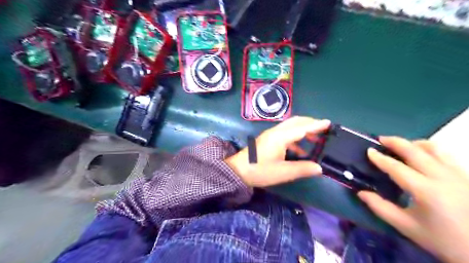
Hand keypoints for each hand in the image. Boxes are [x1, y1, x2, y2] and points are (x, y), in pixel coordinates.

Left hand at [224, 116, 328, 186]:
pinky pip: (285, 135)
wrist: (238, 171)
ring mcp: (271, 135)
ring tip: (316, 139)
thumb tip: (319, 168)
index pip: (302, 128)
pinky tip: (301, 151)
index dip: (316, 125)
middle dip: (310, 123)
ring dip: (303, 131)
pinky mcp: (268, 140)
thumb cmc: (259, 171)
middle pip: (295, 122)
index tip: (329, 122)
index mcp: (280, 137)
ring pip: (290, 127)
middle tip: (324, 128)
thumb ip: (302, 169)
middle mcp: (276, 132)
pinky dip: (295, 140)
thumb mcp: (282, 172)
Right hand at [358, 137, 468, 262]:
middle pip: (415, 151)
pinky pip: (445, 154)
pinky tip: (423, 156)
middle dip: (396, 142)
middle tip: (381, 139)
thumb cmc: (443, 240)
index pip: (397, 167)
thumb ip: (380, 208)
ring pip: (434, 148)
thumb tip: (361, 193)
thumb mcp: (407, 227)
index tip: (369, 150)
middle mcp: (442, 177)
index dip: (380, 158)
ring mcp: (459, 174)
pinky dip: (430, 150)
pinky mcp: (467, 176)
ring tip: (402, 146)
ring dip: (414, 144)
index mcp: (425, 190)